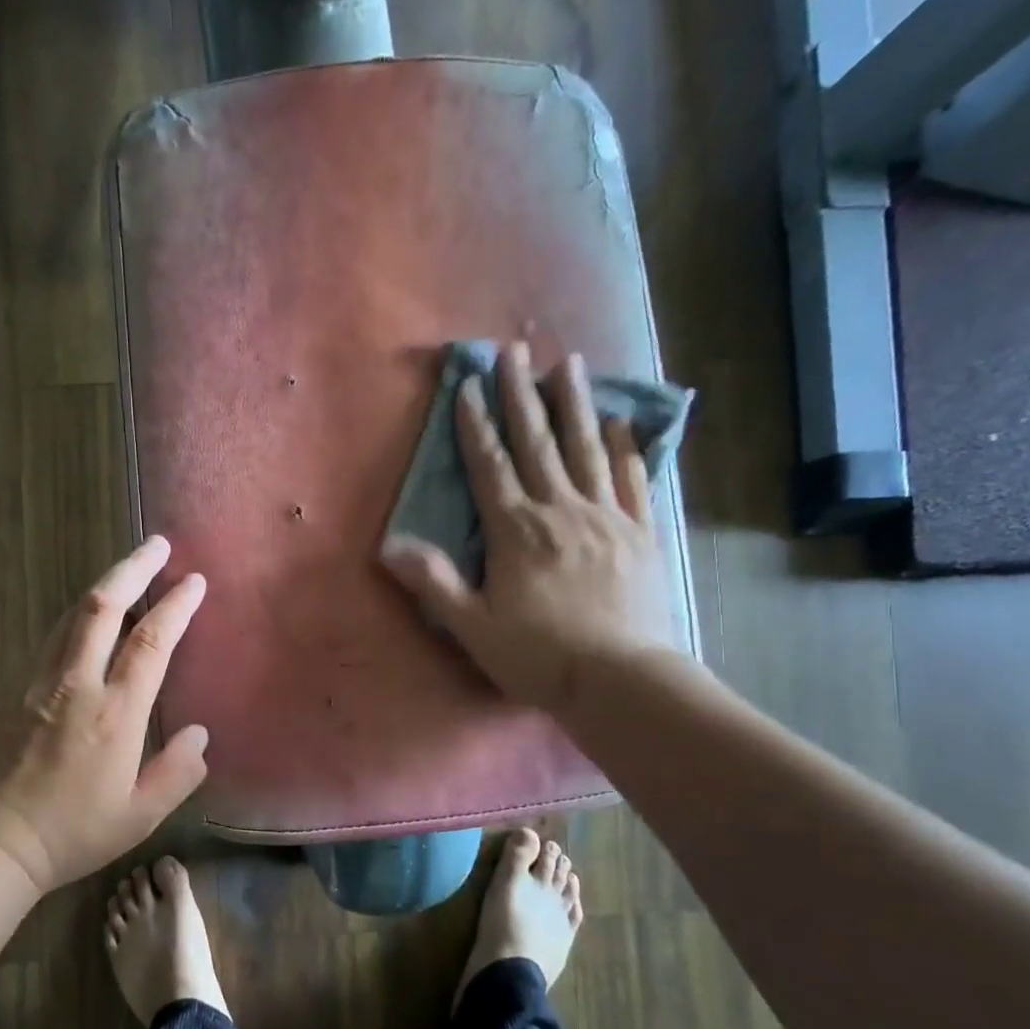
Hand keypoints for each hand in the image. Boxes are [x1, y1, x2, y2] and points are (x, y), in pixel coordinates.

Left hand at [0, 536, 209, 893]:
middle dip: (133, 568)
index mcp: (114, 714)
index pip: (150, 643)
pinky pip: (56, 634)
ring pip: (74, 613)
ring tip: (131, 567)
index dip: (174, 607)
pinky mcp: (21, 687)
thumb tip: (199, 734)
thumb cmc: (73, 832)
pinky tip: (93, 611)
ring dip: (106, 582)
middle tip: (158, 544)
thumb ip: (177, 772)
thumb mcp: (139, 816)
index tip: (194, 581)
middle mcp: (77, 685)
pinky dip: (81, 610)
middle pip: (103, 606)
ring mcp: (43, 682)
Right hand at [380, 343, 672, 720]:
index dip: (476, 424)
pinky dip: (625, 447)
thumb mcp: (472, 625)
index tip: (468, 384)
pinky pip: (631, 478)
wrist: (621, 680)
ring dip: (576, 403)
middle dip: (522, 393)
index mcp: (516, 529)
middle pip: (538, 442)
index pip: (491, 465)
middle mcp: (560, 509)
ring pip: (587, 448)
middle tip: (515, 349)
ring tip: (570, 364)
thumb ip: (433, 582)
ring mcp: (605, 517)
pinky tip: (622, 422)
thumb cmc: (538, 655)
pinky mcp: (640, 532)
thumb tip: (389, 545)